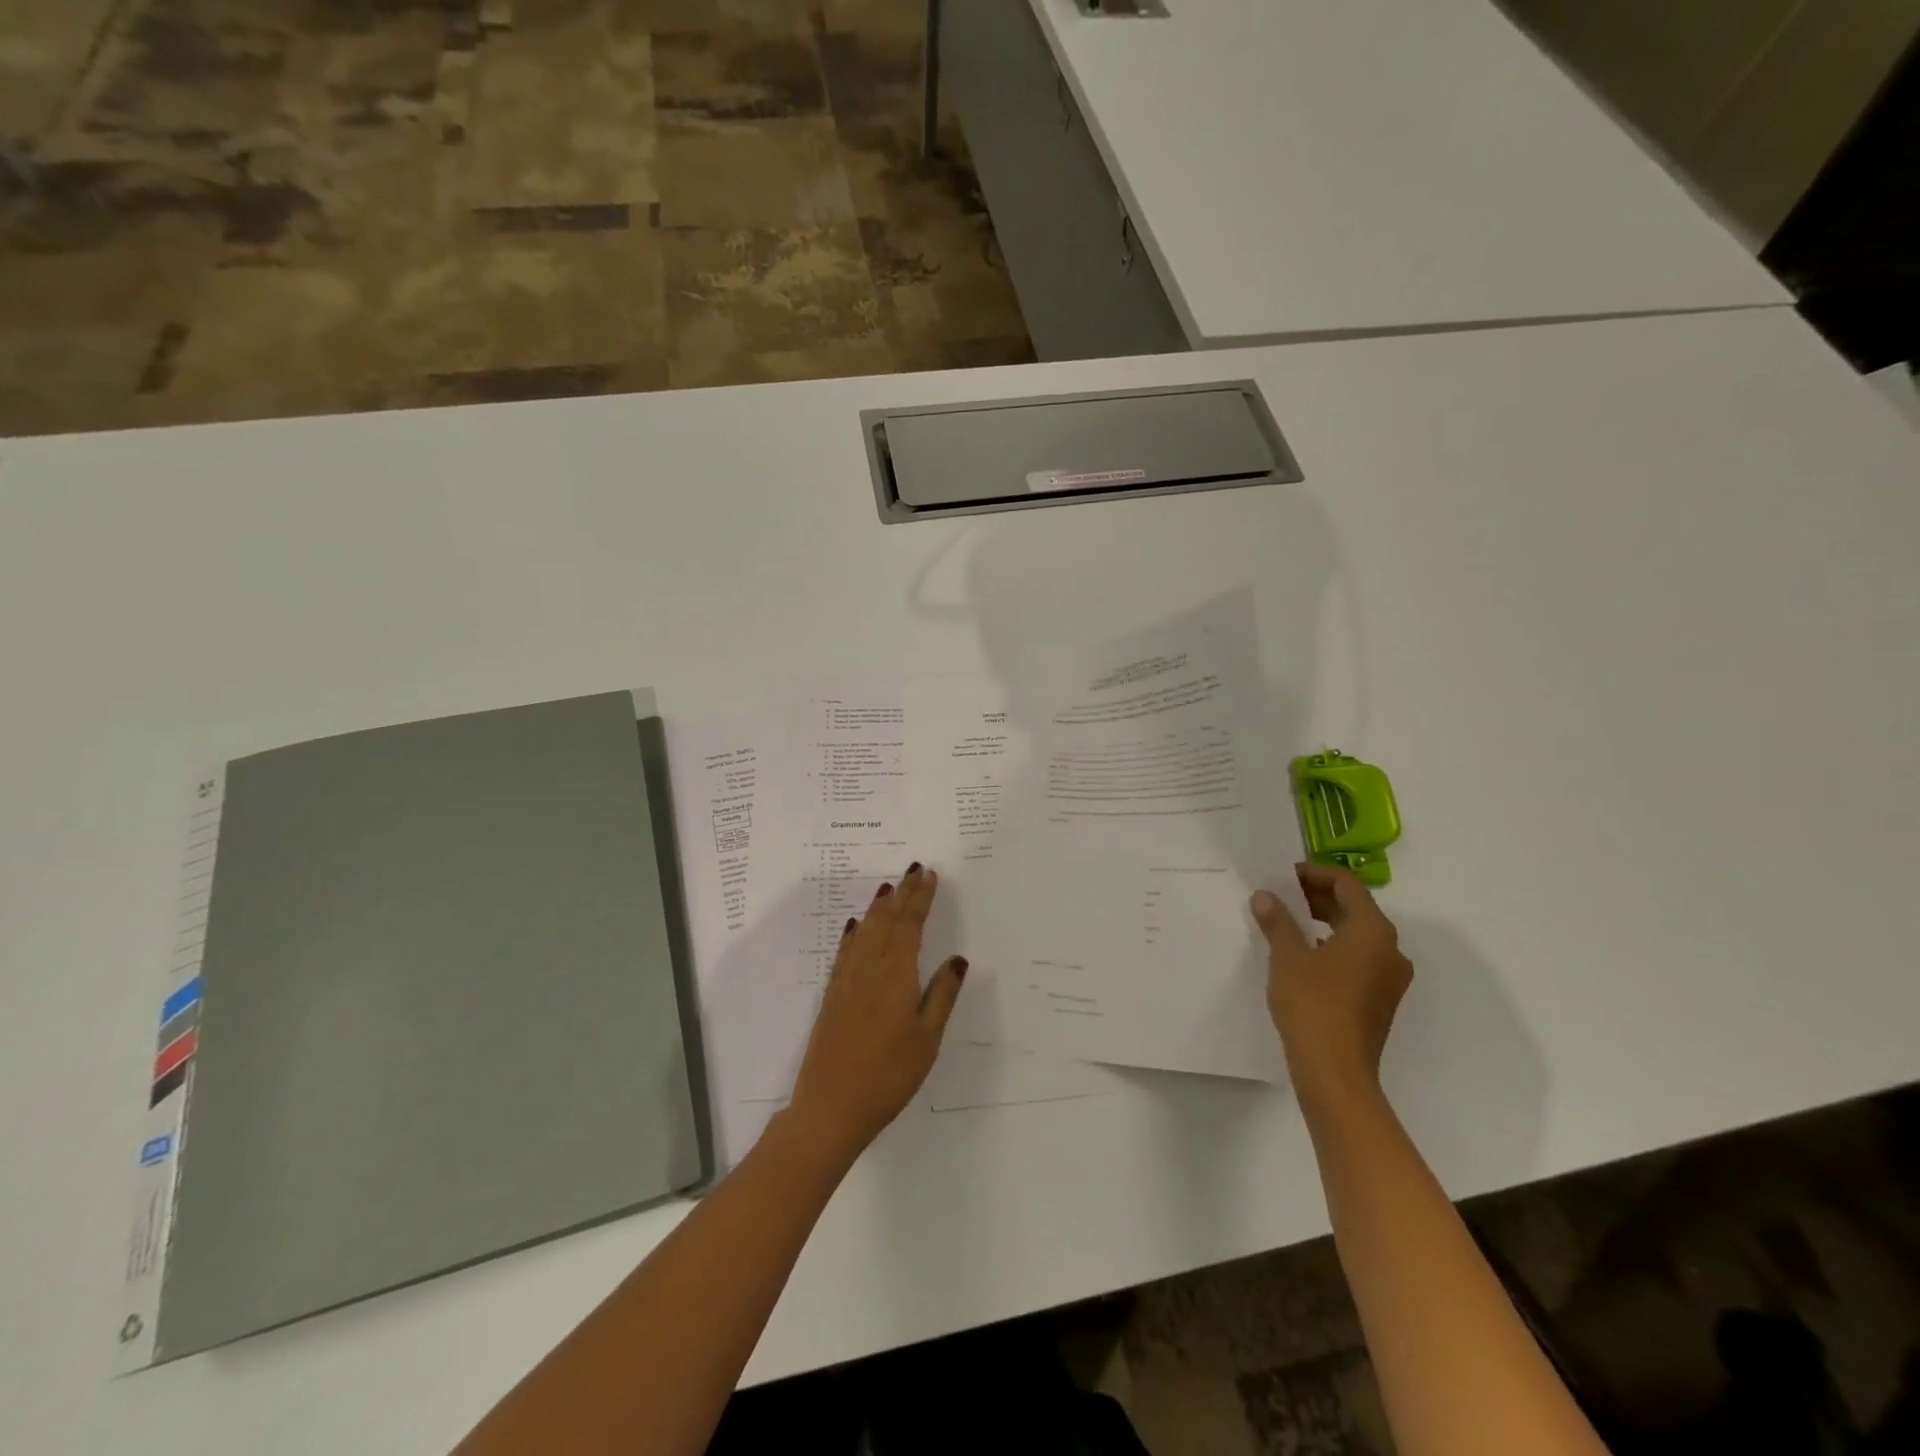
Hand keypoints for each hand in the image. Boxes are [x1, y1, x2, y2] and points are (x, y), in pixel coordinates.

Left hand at [787, 863, 966, 1166]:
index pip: (909, 926)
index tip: (930, 876)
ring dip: (878, 907)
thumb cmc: (888, 1076)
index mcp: (896, 976)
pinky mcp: (832, 996)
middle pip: (886, 921)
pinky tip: (855, 926)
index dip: (920, 899)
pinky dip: (853, 933)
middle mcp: (868, 969)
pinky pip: (845, 952)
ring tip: (889, 888)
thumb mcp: (927, 1039)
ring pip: (864, 932)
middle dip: (902, 894)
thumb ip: (941, 995)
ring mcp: (846, 982)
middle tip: (914, 870)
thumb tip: (957, 960)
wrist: (830, 1107)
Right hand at [1250, 864, 1411, 1114]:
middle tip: (1283, 896)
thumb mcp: (1287, 956)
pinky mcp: (1381, 1000)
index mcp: (1373, 931)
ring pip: (1358, 935)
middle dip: (1319, 897)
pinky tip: (1304, 956)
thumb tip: (1266, 896)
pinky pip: (1360, 958)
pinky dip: (1334, 947)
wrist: (1335, 1071)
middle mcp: (1391, 949)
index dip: (1315, 874)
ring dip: (1326, 922)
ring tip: (1288, 923)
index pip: (1347, 885)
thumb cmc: (1312, 1003)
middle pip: (1356, 908)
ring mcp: (1390, 978)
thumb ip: (1278, 921)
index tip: (1285, 875)